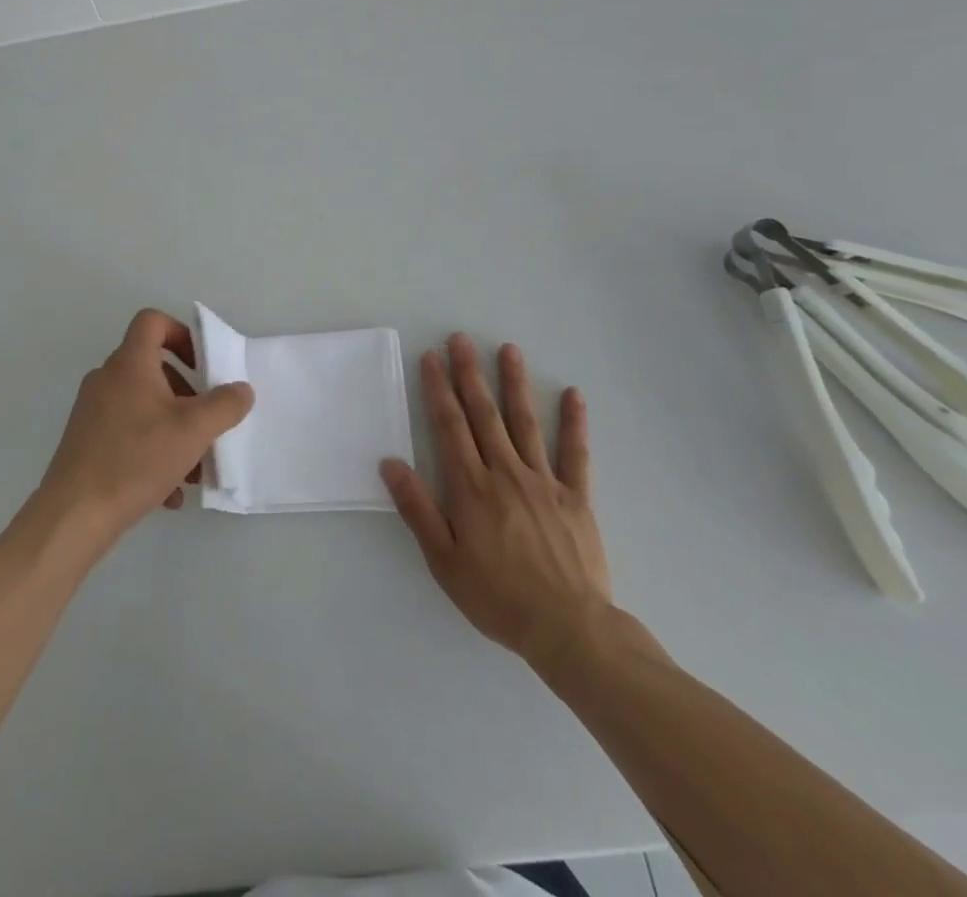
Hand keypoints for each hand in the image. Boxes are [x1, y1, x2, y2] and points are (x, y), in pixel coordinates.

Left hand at [36, 309, 254, 552]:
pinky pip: (129, 435)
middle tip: (205, 424)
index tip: (202, 365)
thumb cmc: (136, 459)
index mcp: (129, 363)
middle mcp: (107, 379)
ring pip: (144, 407)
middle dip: (187, 396)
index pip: (152, 322)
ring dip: (174, 431)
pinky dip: (153, 453)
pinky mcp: (87, 442)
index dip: (181, 333)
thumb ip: (225, 405)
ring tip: (194, 470)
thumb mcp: (193, 430)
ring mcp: (93, 411)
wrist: (74, 514)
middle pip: (154, 369)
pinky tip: (169, 493)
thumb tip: (241, 389)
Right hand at [381, 334, 611, 682]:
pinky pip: (575, 453)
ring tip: (508, 350)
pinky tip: (572, 394)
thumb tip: (390, 463)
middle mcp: (505, 472)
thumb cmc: (496, 596)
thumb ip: (417, 508)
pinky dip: (574, 422)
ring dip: (514, 384)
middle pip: (483, 414)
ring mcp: (544, 481)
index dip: (438, 389)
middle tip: (461, 339)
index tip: (431, 358)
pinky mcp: (576, 497)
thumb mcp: (443, 560)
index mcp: (471, 487)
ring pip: (525, 422)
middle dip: (469, 374)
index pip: (449, 426)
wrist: (568, 629)